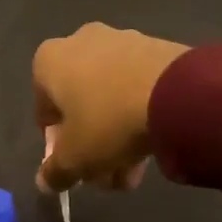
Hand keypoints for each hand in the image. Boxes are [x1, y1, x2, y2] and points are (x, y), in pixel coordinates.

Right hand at [33, 24, 189, 192]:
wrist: (176, 92)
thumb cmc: (108, 121)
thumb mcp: (75, 158)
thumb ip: (54, 171)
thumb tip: (45, 180)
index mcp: (50, 60)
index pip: (45, 110)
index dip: (58, 144)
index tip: (75, 166)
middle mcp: (80, 41)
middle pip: (80, 104)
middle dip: (91, 144)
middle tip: (107, 176)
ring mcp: (121, 40)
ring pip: (110, 97)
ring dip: (117, 135)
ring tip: (134, 171)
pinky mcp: (155, 47)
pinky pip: (136, 86)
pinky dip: (139, 113)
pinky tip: (153, 144)